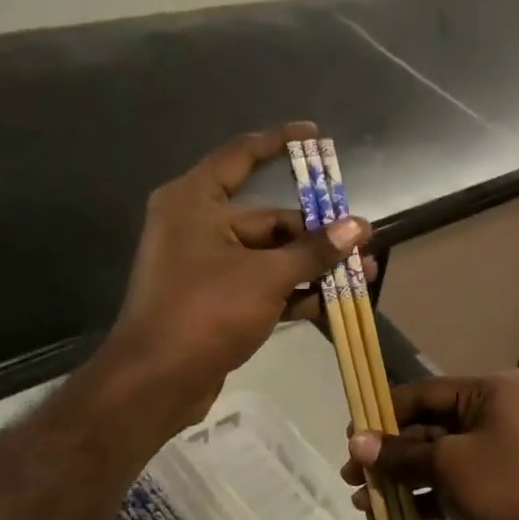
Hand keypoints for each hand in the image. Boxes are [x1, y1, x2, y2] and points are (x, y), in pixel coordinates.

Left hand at [107, 122, 366, 432]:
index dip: (280, 143)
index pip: (241, 156)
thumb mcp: (267, 276)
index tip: (316, 136)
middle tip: (362, 241)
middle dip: (317, 234)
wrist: (156, 382)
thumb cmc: (206, 311)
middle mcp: (197, 226)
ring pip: (269, 256)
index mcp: (195, 202)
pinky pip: (261, 284)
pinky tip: (332, 303)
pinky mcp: (214, 300)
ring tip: (362, 274)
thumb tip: (359, 227)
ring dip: (313, 266)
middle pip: (268, 219)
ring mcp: (205, 265)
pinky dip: (293, 292)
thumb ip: (315, 251)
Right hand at [342, 372, 518, 519]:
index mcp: (492, 391)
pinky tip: (390, 517)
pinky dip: (426, 496)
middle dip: (390, 454)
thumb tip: (356, 443)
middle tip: (351, 475)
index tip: (350, 435)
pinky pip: (457, 482)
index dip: (384, 413)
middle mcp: (499, 413)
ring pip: (441, 459)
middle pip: (431, 427)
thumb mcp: (448, 466)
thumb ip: (400, 453)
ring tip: (362, 502)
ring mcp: (504, 451)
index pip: (425, 393)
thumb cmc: (509, 489)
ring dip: (402, 479)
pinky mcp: (504, 486)